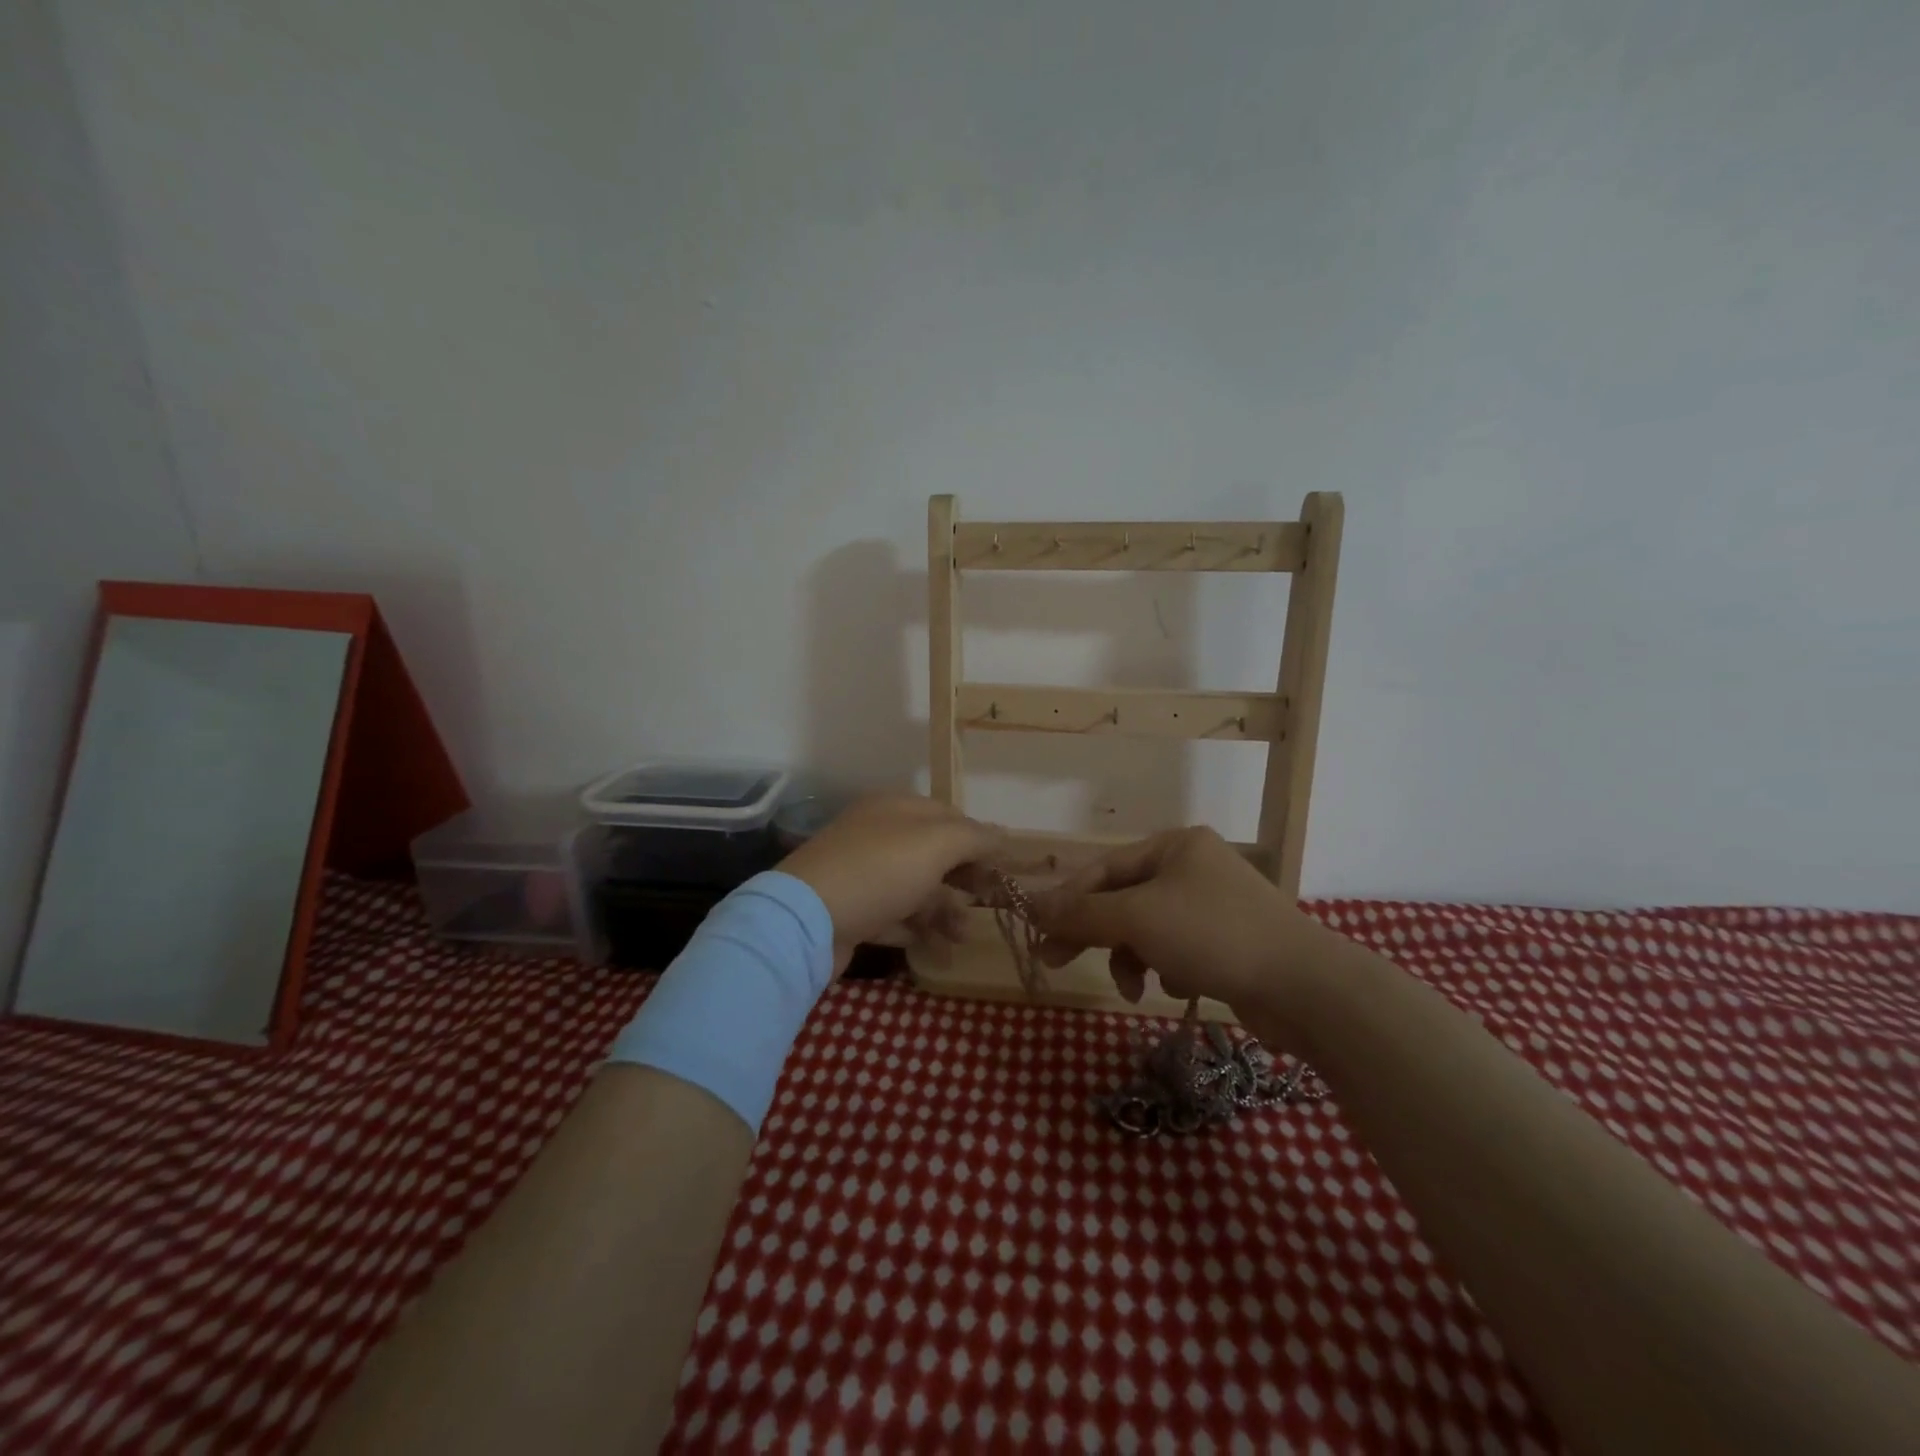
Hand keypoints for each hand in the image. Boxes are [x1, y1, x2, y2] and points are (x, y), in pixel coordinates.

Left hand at [776, 794, 1002, 970]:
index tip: (1002, 868)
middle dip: (963, 879)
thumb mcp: (936, 844)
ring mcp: (861, 874)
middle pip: (932, 853)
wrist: (806, 921)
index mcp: (894, 809)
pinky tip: (936, 947)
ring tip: (963, 936)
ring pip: (915, 887)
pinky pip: (893, 916)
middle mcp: (877, 835)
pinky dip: (916, 929)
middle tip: (989, 903)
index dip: (978, 840)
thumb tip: (1003, 833)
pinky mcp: (851, 911)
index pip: (947, 816)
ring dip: (944, 909)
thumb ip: (974, 837)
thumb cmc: (879, 870)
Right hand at [1029, 827, 1314, 1014]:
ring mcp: (1214, 905)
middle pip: (1124, 899)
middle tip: (1057, 962)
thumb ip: (1081, 913)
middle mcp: (1194, 867)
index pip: (1103, 868)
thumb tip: (1029, 905)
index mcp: (1174, 845)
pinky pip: (1177, 949)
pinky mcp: (1229, 942)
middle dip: (1095, 933)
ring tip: (1136, 988)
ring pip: (1148, 928)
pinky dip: (1168, 968)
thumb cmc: (1213, 935)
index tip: (1039, 934)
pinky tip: (1181, 986)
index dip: (1067, 900)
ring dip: (1132, 957)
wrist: (1305, 988)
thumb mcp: (1136, 918)